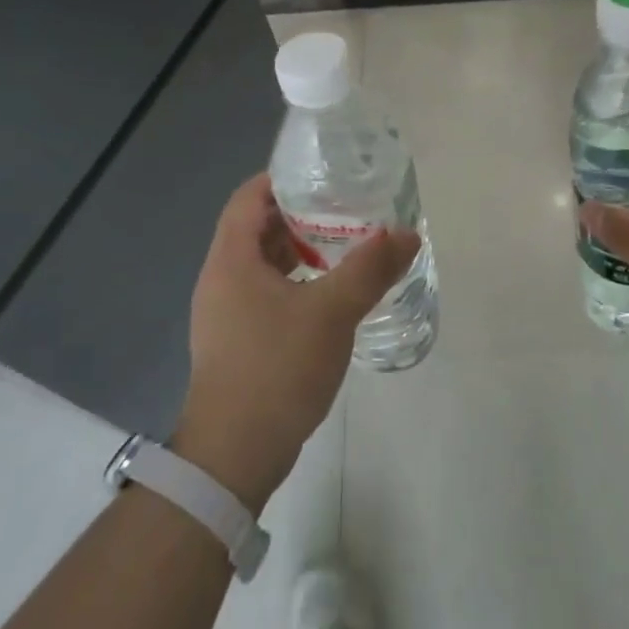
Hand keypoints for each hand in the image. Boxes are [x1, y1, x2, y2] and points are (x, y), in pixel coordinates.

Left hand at [174, 173, 420, 509]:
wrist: (235, 455)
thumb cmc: (276, 369)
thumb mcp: (331, 312)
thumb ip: (370, 268)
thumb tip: (408, 233)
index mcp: (231, 260)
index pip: (248, 198)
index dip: (281, 179)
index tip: (323, 174)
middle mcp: (221, 279)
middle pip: (255, 228)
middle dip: (299, 214)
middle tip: (344, 208)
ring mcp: (225, 313)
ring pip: (262, 264)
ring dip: (299, 250)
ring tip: (344, 246)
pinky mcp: (236, 341)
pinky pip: (265, 293)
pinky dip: (295, 282)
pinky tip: (328, 295)